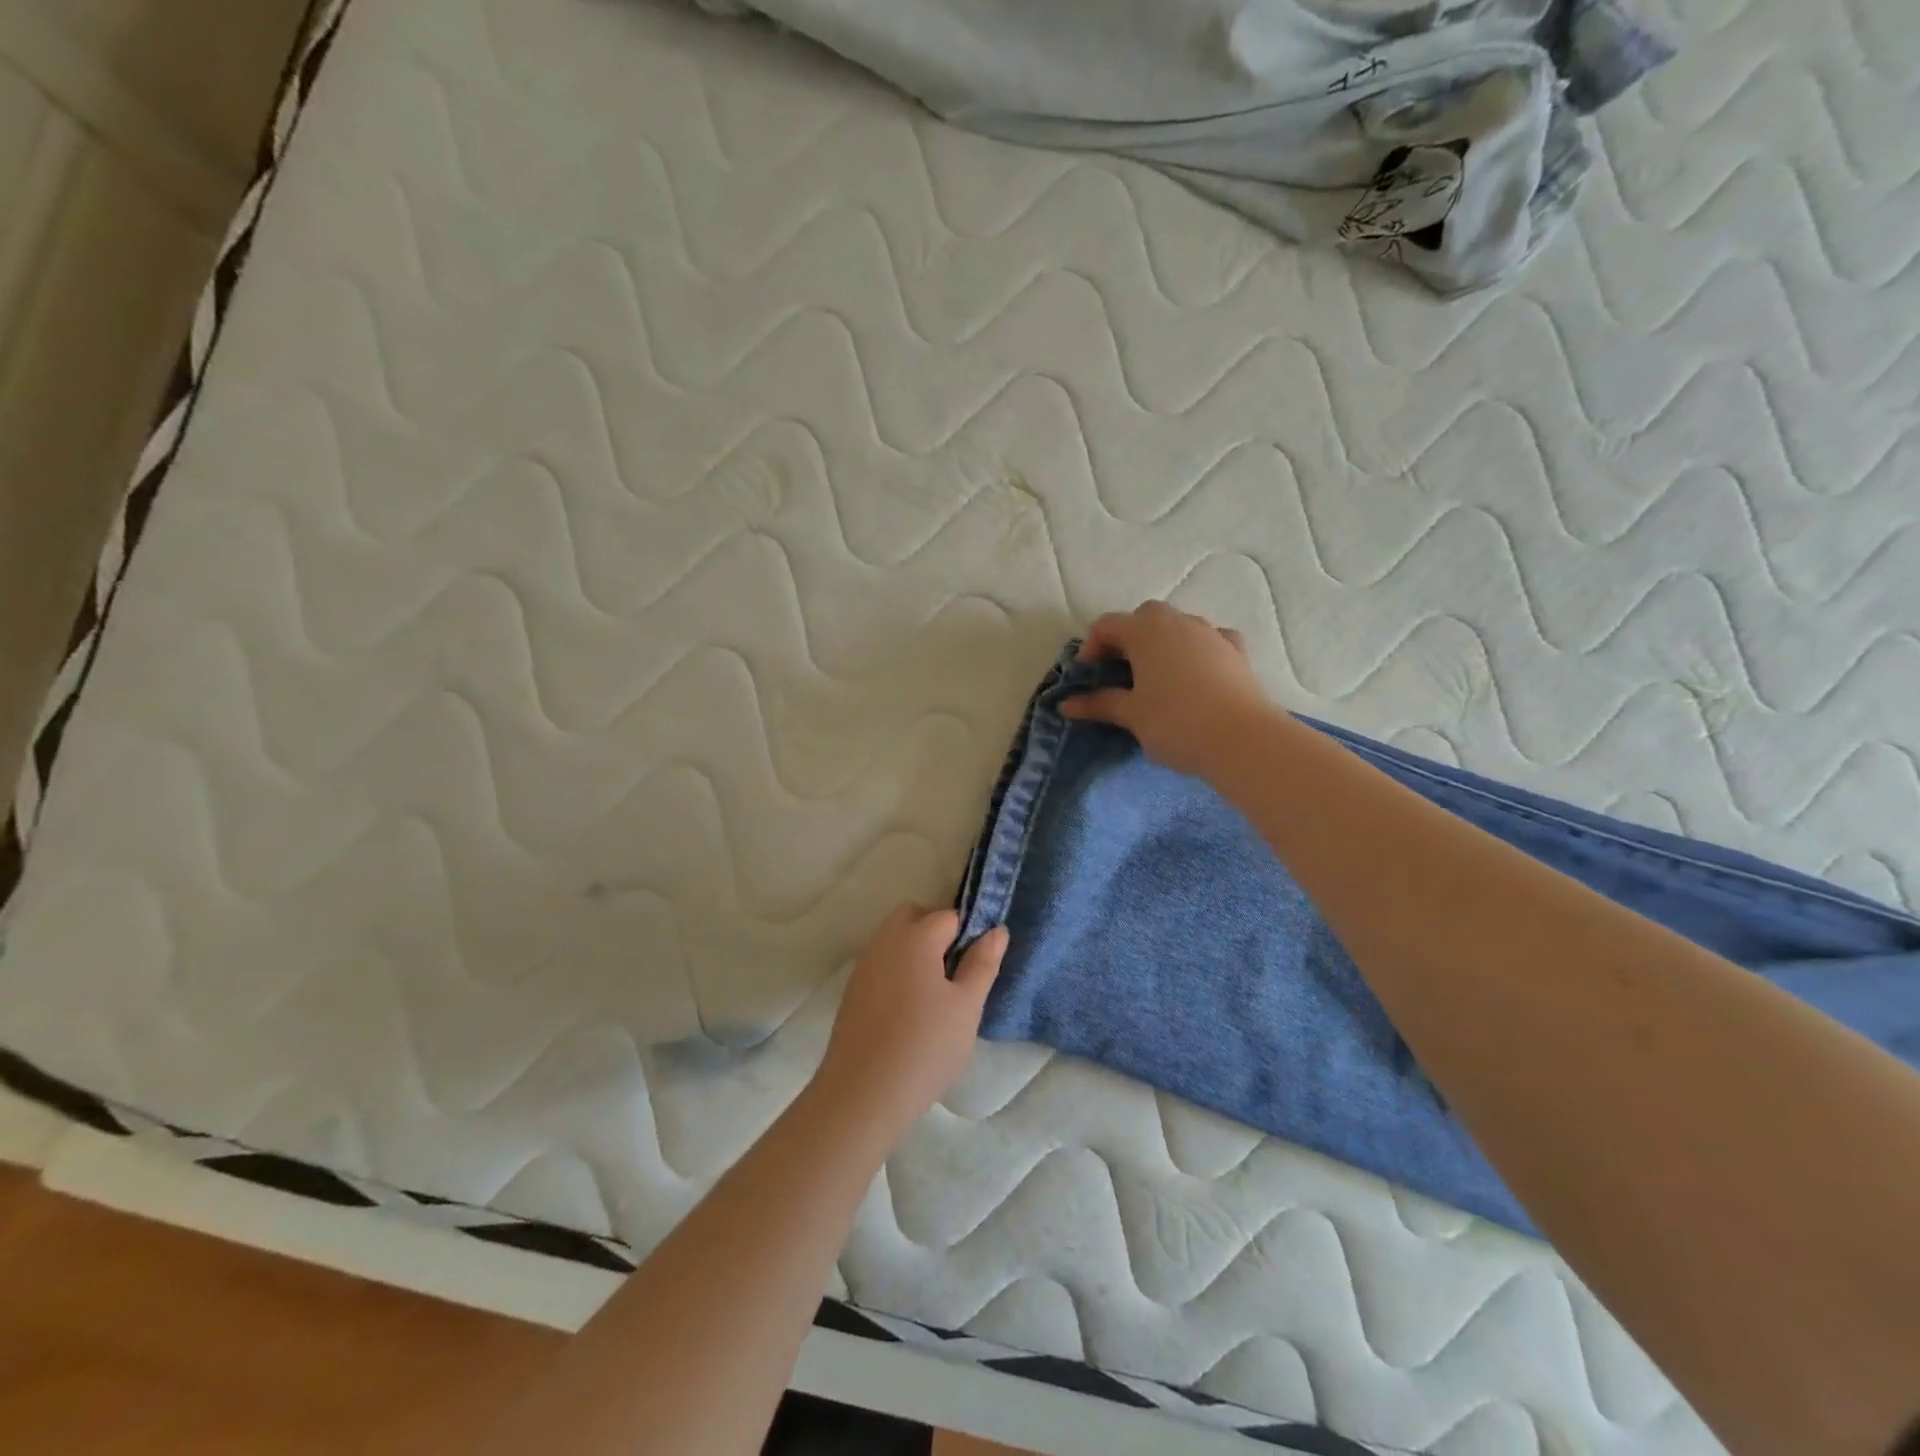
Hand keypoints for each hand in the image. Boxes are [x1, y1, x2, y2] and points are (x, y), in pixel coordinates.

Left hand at [813, 906, 1007, 1139]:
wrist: (862, 1094)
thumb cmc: (925, 1047)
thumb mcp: (967, 1007)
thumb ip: (982, 964)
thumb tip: (997, 930)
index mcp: (915, 937)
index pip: (949, 916)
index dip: (969, 933)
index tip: (981, 963)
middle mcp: (884, 941)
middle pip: (913, 917)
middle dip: (937, 932)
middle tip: (957, 972)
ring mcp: (864, 966)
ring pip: (894, 941)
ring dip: (915, 952)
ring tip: (936, 996)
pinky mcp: (852, 992)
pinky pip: (880, 965)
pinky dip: (897, 973)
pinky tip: (909, 1012)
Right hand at [1061, 601, 1276, 776]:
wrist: (1242, 739)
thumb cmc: (1175, 723)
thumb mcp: (1131, 715)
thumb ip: (1099, 703)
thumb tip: (1066, 705)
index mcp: (1145, 631)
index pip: (1108, 625)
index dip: (1091, 646)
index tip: (1087, 675)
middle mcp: (1178, 622)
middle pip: (1144, 616)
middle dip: (1127, 637)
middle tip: (1118, 670)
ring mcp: (1211, 633)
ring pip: (1179, 624)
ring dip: (1162, 641)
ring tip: (1155, 674)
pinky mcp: (1237, 651)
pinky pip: (1210, 639)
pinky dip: (1197, 649)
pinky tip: (1196, 671)